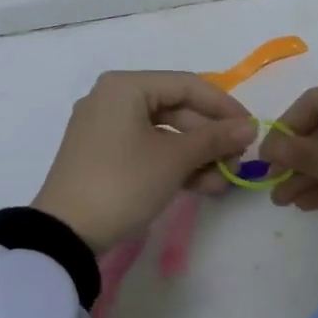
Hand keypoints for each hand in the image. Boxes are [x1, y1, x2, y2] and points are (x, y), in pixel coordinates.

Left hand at [33, 70, 256, 250]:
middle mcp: (113, 99)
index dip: (224, 107)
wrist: (65, 232)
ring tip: (222, 182)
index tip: (251, 130)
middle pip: (176, 109)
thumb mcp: (174, 160)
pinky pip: (148, 150)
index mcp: (126, 87)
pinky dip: (174, 165)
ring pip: (164, 133)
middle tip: (237, 162)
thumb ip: (215, 139)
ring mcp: (106, 129)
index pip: (188, 85)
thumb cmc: (122, 183)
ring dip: (197, 156)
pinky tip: (201, 186)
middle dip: (211, 138)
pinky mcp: (104, 156)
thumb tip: (250, 127)